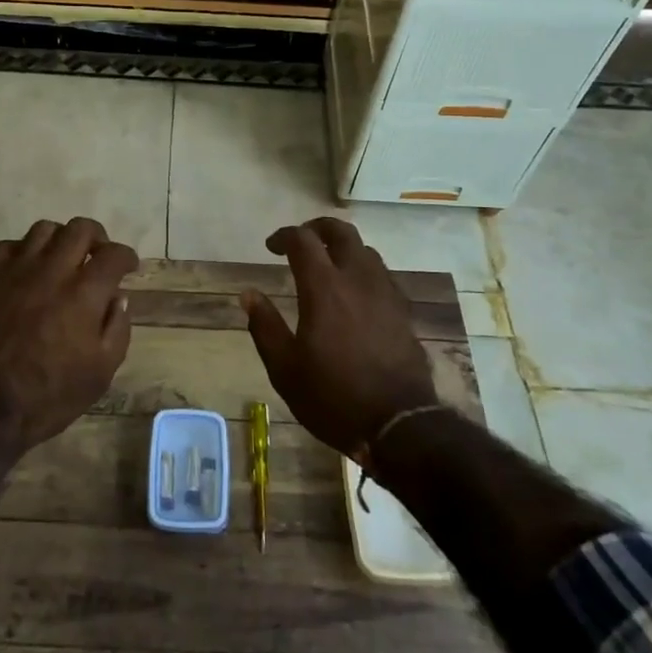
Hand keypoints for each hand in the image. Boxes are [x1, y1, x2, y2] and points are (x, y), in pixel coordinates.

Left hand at [0, 216, 138, 454]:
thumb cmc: (50, 395)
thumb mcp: (101, 372)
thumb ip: (117, 329)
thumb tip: (118, 298)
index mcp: (84, 293)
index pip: (113, 255)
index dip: (126, 257)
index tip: (129, 267)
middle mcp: (52, 271)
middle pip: (80, 228)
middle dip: (97, 237)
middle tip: (98, 256)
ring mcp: (16, 272)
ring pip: (43, 229)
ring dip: (60, 238)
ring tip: (63, 258)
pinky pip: (6, 247)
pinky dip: (22, 251)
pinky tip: (26, 268)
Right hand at [241, 217, 439, 457]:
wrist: (399, 425)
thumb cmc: (334, 397)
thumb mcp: (285, 369)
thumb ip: (265, 326)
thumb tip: (248, 294)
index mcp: (324, 288)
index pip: (303, 240)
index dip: (284, 236)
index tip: (271, 247)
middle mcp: (357, 279)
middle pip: (341, 232)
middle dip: (318, 227)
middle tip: (302, 240)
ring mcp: (385, 293)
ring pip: (365, 251)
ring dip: (343, 248)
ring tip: (328, 265)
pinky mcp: (403, 311)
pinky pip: (382, 274)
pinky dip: (363, 270)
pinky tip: (355, 293)